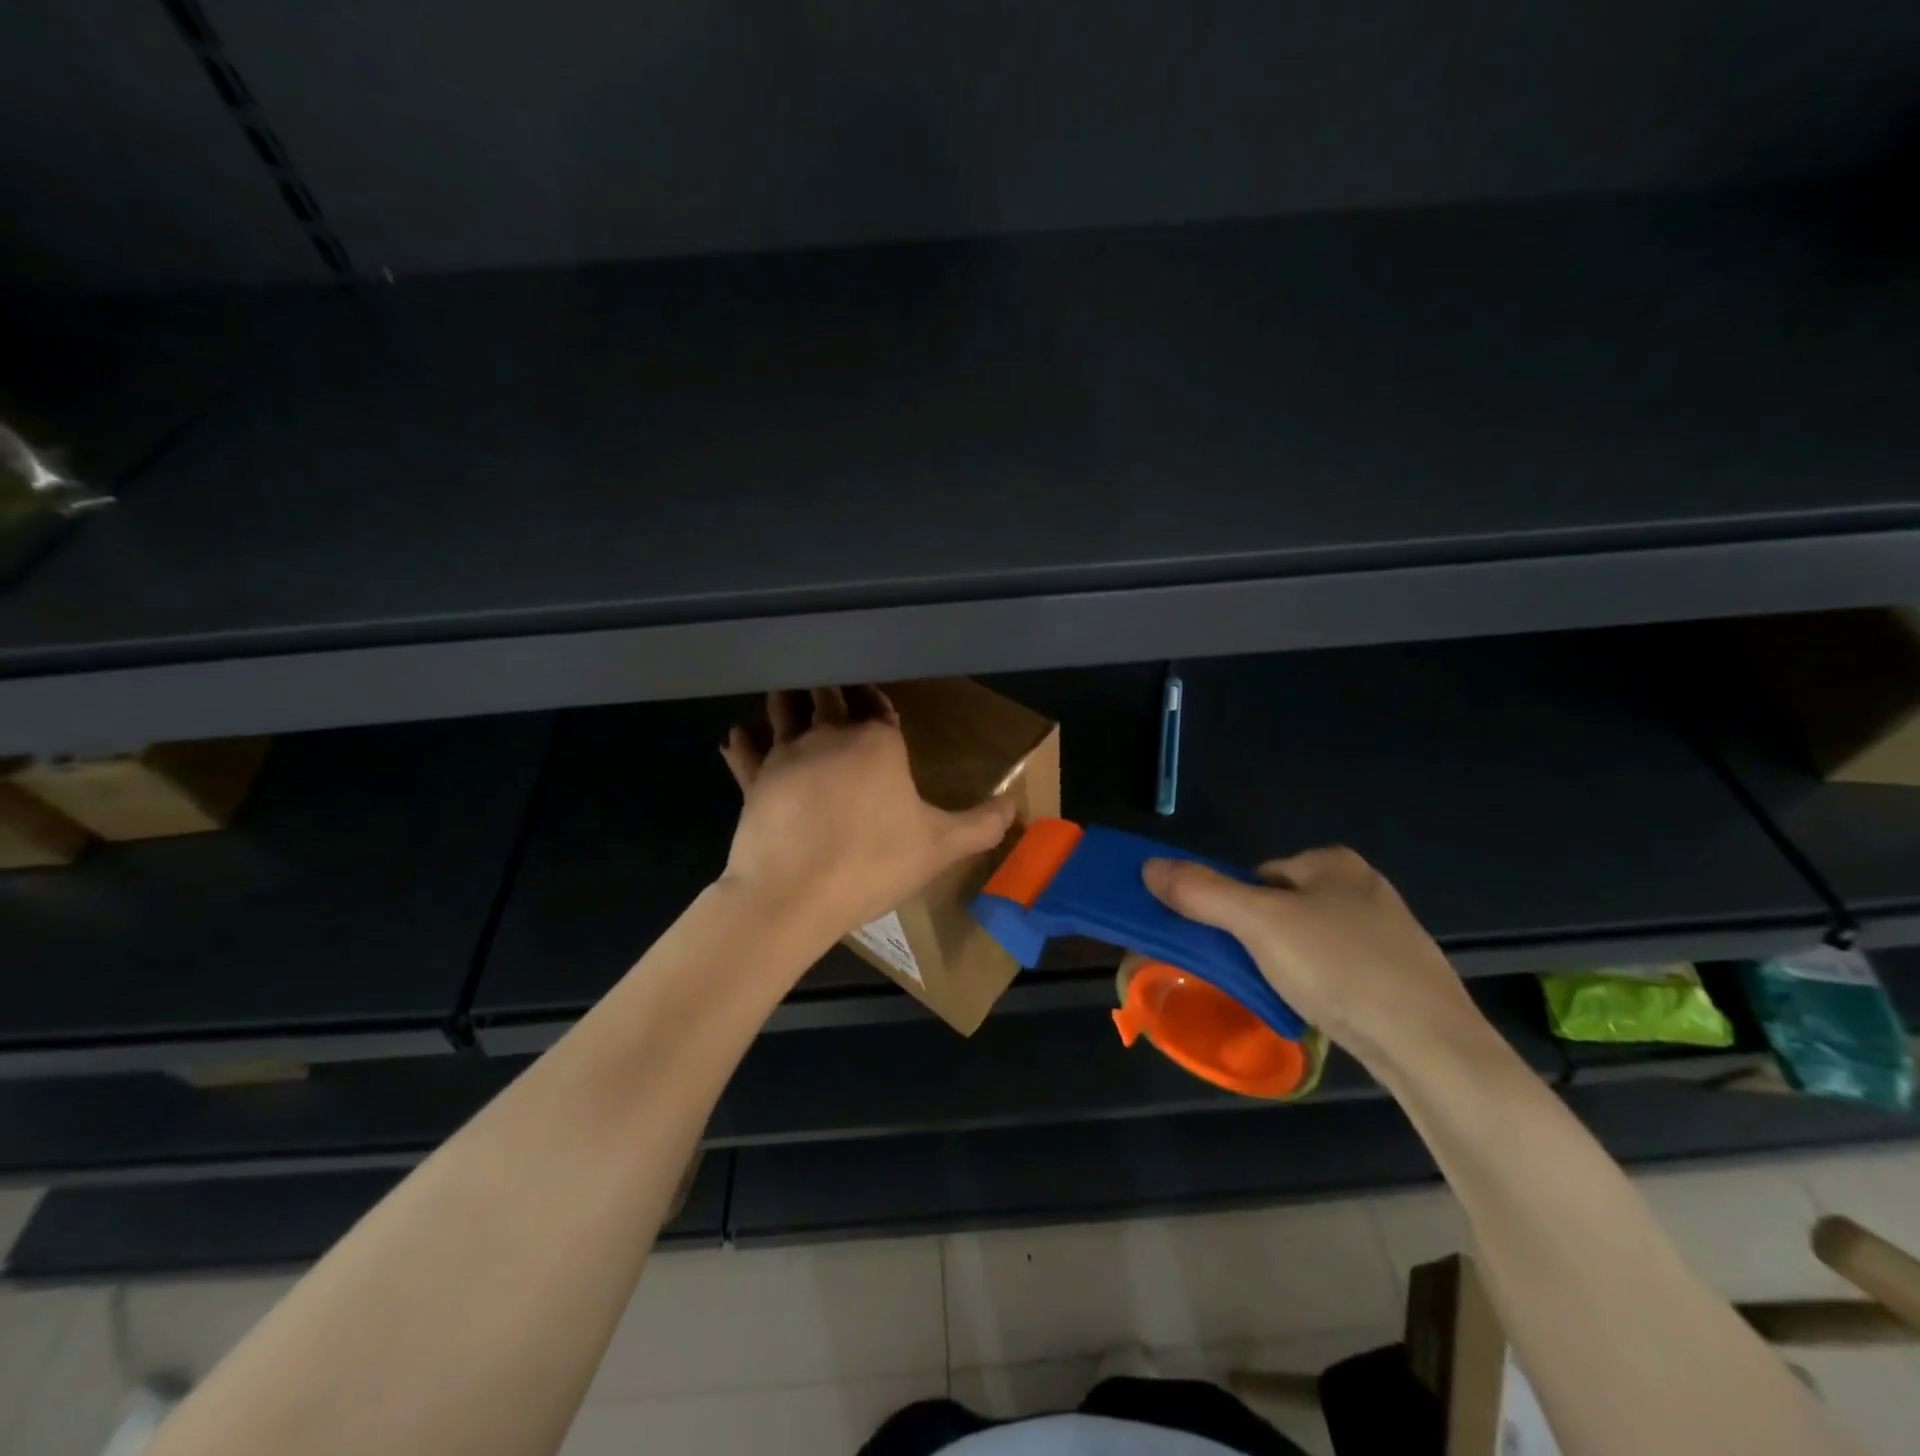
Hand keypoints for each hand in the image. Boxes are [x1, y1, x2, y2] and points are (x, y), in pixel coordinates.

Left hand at [720, 687, 1017, 941]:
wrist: (793, 894)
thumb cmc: (872, 862)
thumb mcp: (940, 847)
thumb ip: (981, 824)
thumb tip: (1015, 807)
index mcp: (876, 741)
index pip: (877, 703)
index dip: (875, 697)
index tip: (873, 694)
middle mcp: (829, 734)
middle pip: (828, 695)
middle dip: (831, 686)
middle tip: (830, 680)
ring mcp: (786, 754)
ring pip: (783, 709)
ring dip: (788, 699)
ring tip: (789, 692)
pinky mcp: (753, 780)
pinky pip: (746, 751)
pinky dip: (743, 741)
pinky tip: (738, 734)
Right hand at [1143, 846, 1486, 1073]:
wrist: (1431, 1047)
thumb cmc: (1340, 968)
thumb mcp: (1258, 924)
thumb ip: (1201, 892)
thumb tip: (1148, 867)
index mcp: (1333, 863)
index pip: (1257, 875)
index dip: (1234, 908)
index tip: (1230, 944)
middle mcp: (1364, 888)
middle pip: (1281, 907)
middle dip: (1260, 938)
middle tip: (1251, 972)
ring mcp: (1388, 934)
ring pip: (1308, 941)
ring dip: (1286, 964)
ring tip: (1283, 996)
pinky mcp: (1401, 976)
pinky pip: (1337, 970)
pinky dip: (1318, 986)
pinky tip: (1317, 1010)